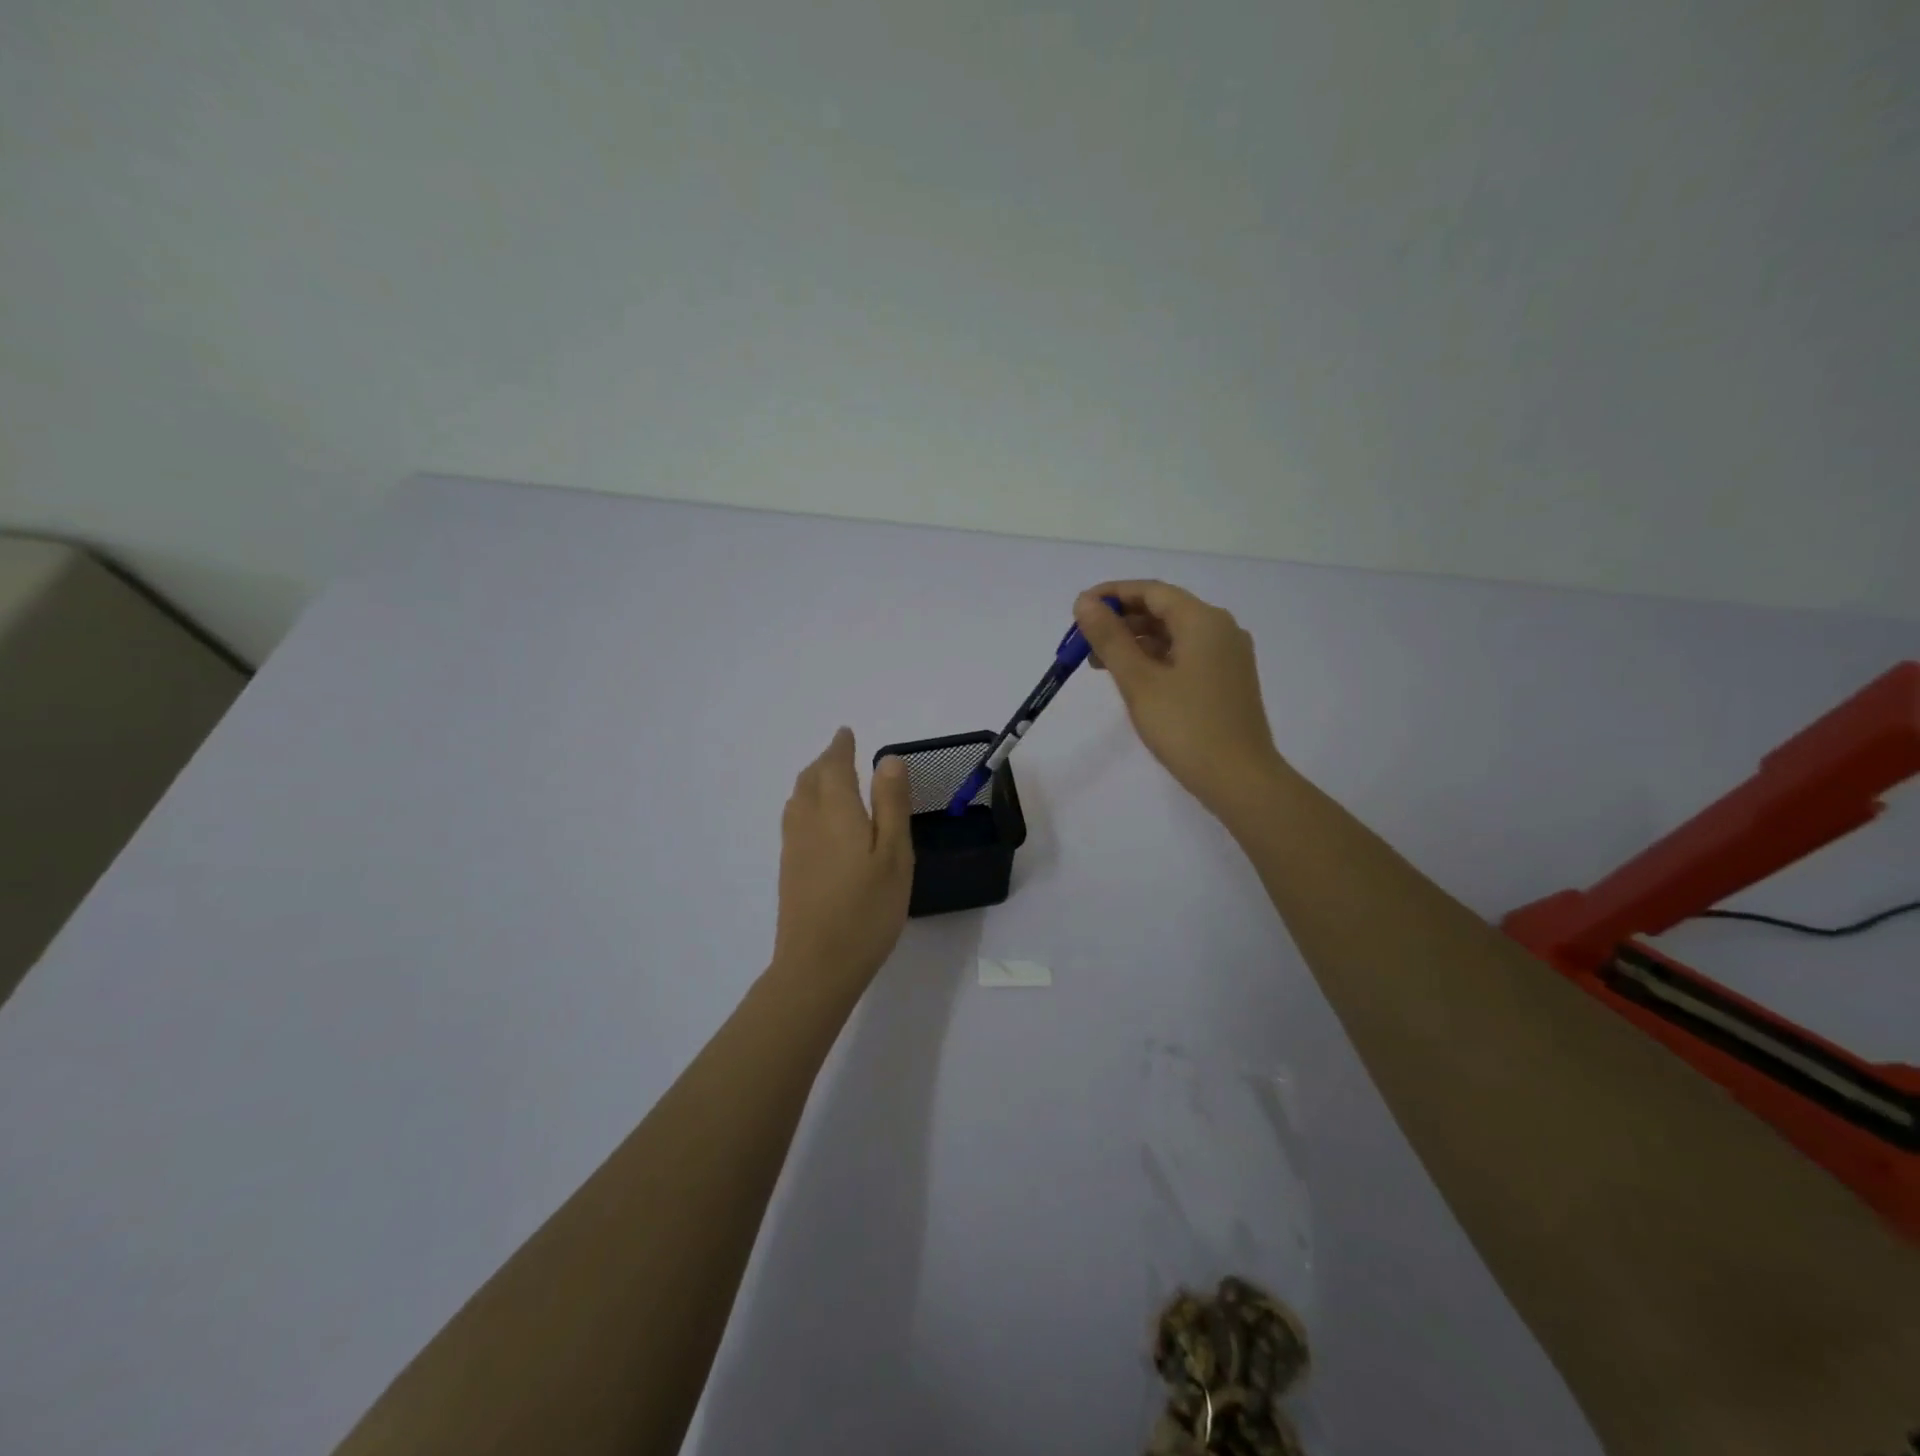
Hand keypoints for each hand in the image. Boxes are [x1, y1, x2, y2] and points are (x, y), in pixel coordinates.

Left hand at [772, 728, 914, 992]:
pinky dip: (806, 804)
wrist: (817, 965)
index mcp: (835, 810)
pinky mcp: (789, 869)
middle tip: (841, 754)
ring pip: (798, 798)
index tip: (846, 733)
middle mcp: (807, 821)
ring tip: (830, 780)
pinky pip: (794, 819)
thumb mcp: (894, 854)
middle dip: (825, 761)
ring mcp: (794, 846)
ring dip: (813, 780)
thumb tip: (887, 759)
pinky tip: (818, 821)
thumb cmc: (867, 908)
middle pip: (810, 779)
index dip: (840, 747)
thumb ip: (891, 804)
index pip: (833, 765)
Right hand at [1073, 581, 1285, 816]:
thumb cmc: (1186, 727)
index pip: (1151, 591)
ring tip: (1099, 663)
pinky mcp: (1226, 680)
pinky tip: (1131, 678)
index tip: (1079, 610)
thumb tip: (1085, 603)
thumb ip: (1110, 638)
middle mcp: (1220, 629)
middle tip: (1083, 643)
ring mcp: (1227, 656)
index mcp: (1203, 620)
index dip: (1112, 594)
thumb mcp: (1139, 681)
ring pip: (1173, 634)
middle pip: (1163, 610)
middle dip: (1121, 621)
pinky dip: (1155, 659)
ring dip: (1135, 642)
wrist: (1240, 779)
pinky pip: (1185, 655)